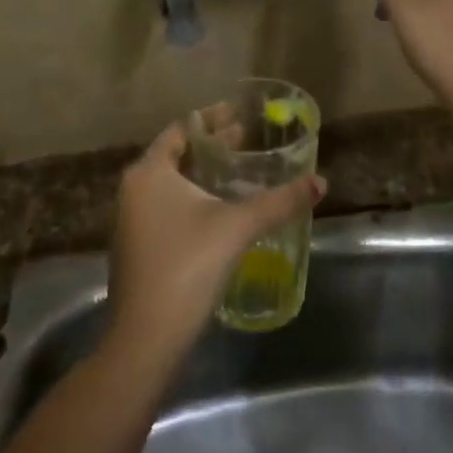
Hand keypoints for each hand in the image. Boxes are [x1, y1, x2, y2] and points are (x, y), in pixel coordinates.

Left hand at [107, 122, 324, 363]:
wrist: (146, 338)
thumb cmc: (188, 266)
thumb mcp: (238, 227)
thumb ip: (280, 202)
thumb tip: (321, 183)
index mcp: (150, 172)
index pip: (181, 130)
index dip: (212, 119)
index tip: (240, 114)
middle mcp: (134, 189)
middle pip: (176, 155)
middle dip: (211, 147)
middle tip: (246, 139)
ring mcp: (131, 220)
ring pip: (171, 183)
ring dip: (203, 173)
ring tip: (237, 171)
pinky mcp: (137, 246)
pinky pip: (167, 206)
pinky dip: (192, 198)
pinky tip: (219, 210)